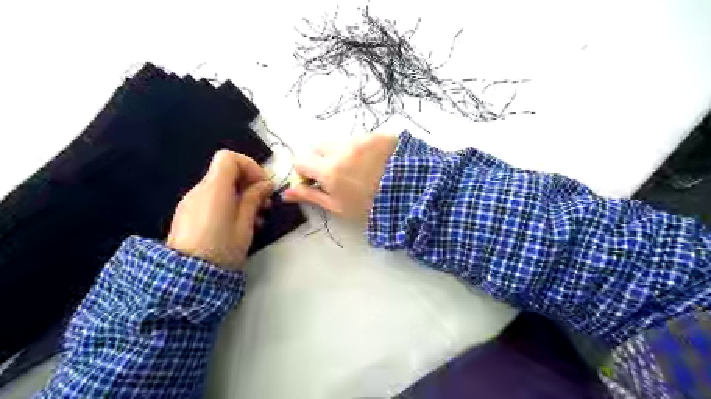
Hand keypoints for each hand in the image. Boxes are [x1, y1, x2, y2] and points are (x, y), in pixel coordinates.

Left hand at [167, 150, 274, 270]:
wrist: (186, 279)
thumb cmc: (222, 250)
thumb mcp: (245, 225)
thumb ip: (253, 199)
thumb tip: (264, 185)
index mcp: (214, 190)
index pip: (228, 158)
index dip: (249, 165)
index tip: (262, 185)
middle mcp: (199, 190)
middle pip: (226, 171)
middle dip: (249, 182)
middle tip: (265, 203)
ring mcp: (191, 202)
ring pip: (220, 186)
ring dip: (241, 195)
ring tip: (256, 218)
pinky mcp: (188, 214)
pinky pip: (211, 199)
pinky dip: (228, 203)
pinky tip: (239, 224)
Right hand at [284, 132, 396, 221]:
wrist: (411, 195)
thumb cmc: (370, 206)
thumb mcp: (338, 207)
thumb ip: (311, 196)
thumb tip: (285, 193)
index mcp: (330, 169)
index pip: (300, 159)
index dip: (304, 170)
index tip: (314, 179)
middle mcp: (342, 148)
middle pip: (318, 146)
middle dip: (321, 158)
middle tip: (337, 174)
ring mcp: (362, 139)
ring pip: (339, 141)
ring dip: (342, 152)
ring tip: (360, 169)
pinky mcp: (378, 135)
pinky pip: (361, 138)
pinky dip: (361, 148)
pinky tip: (374, 162)